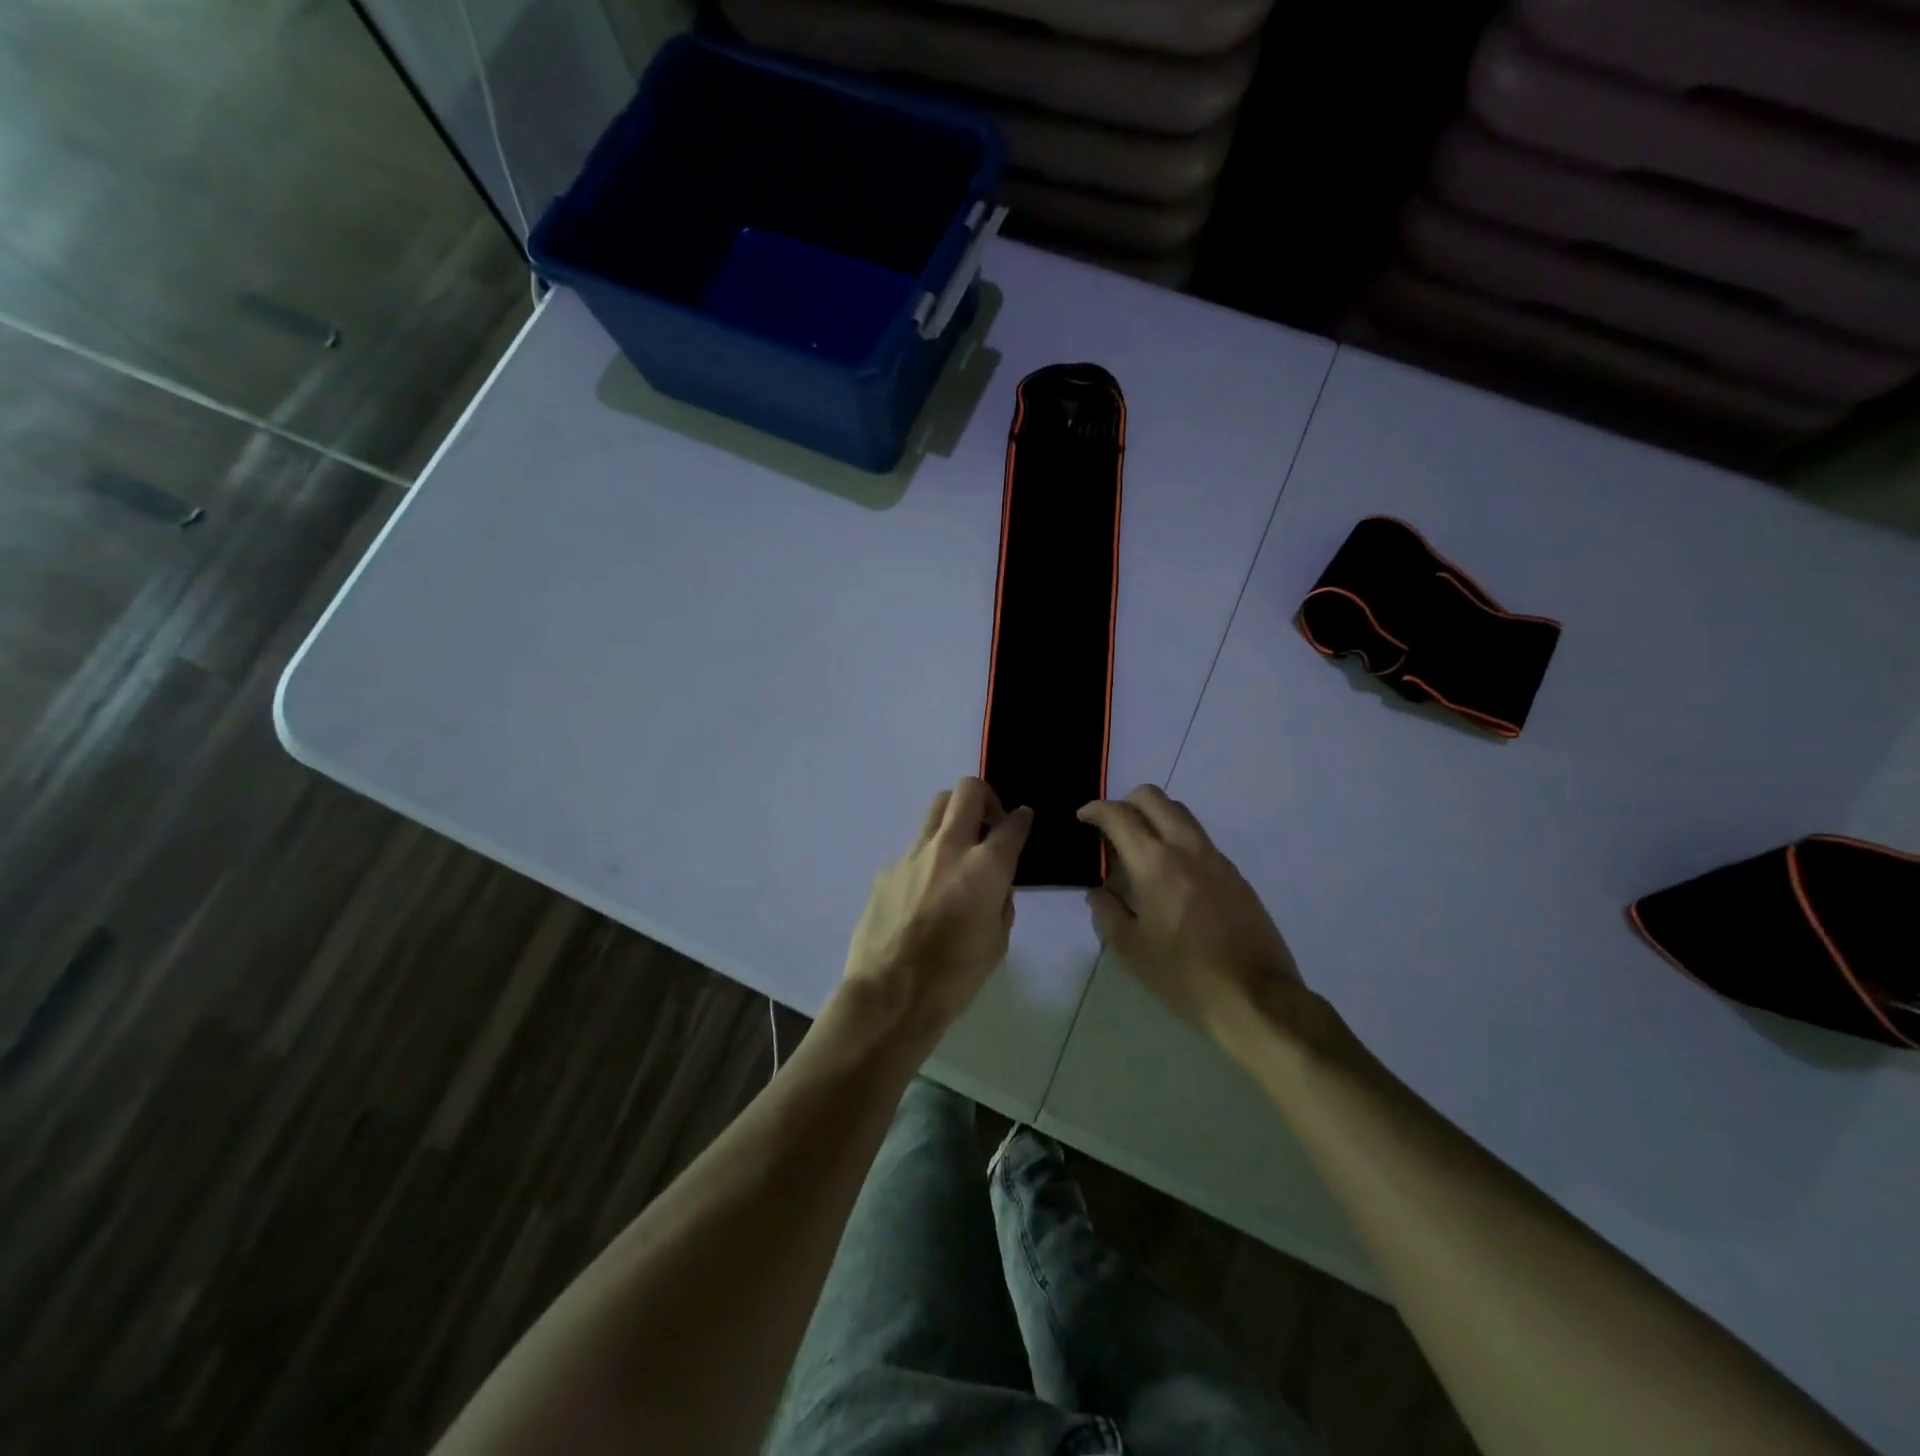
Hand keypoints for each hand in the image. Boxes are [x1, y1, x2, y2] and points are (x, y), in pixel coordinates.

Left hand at [841, 778, 1032, 1042]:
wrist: (890, 995)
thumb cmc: (955, 977)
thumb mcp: (998, 942)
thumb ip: (1001, 900)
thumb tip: (996, 883)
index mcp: (985, 867)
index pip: (1012, 824)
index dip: (1022, 818)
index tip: (1022, 819)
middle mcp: (949, 848)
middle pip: (967, 791)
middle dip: (985, 797)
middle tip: (989, 823)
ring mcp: (913, 855)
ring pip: (936, 810)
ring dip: (953, 818)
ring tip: (957, 849)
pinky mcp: (887, 870)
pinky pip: (914, 851)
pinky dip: (927, 859)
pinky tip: (925, 894)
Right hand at [1079, 786, 1306, 1044]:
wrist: (1256, 998)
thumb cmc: (1184, 976)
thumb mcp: (1131, 950)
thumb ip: (1107, 912)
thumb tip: (1099, 892)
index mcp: (1156, 863)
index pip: (1120, 816)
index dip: (1095, 810)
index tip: (1083, 818)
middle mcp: (1187, 849)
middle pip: (1154, 798)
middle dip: (1126, 802)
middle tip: (1111, 828)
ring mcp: (1217, 859)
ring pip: (1181, 813)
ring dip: (1154, 817)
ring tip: (1139, 849)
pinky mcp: (1236, 875)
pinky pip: (1199, 840)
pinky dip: (1177, 840)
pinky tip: (1170, 877)